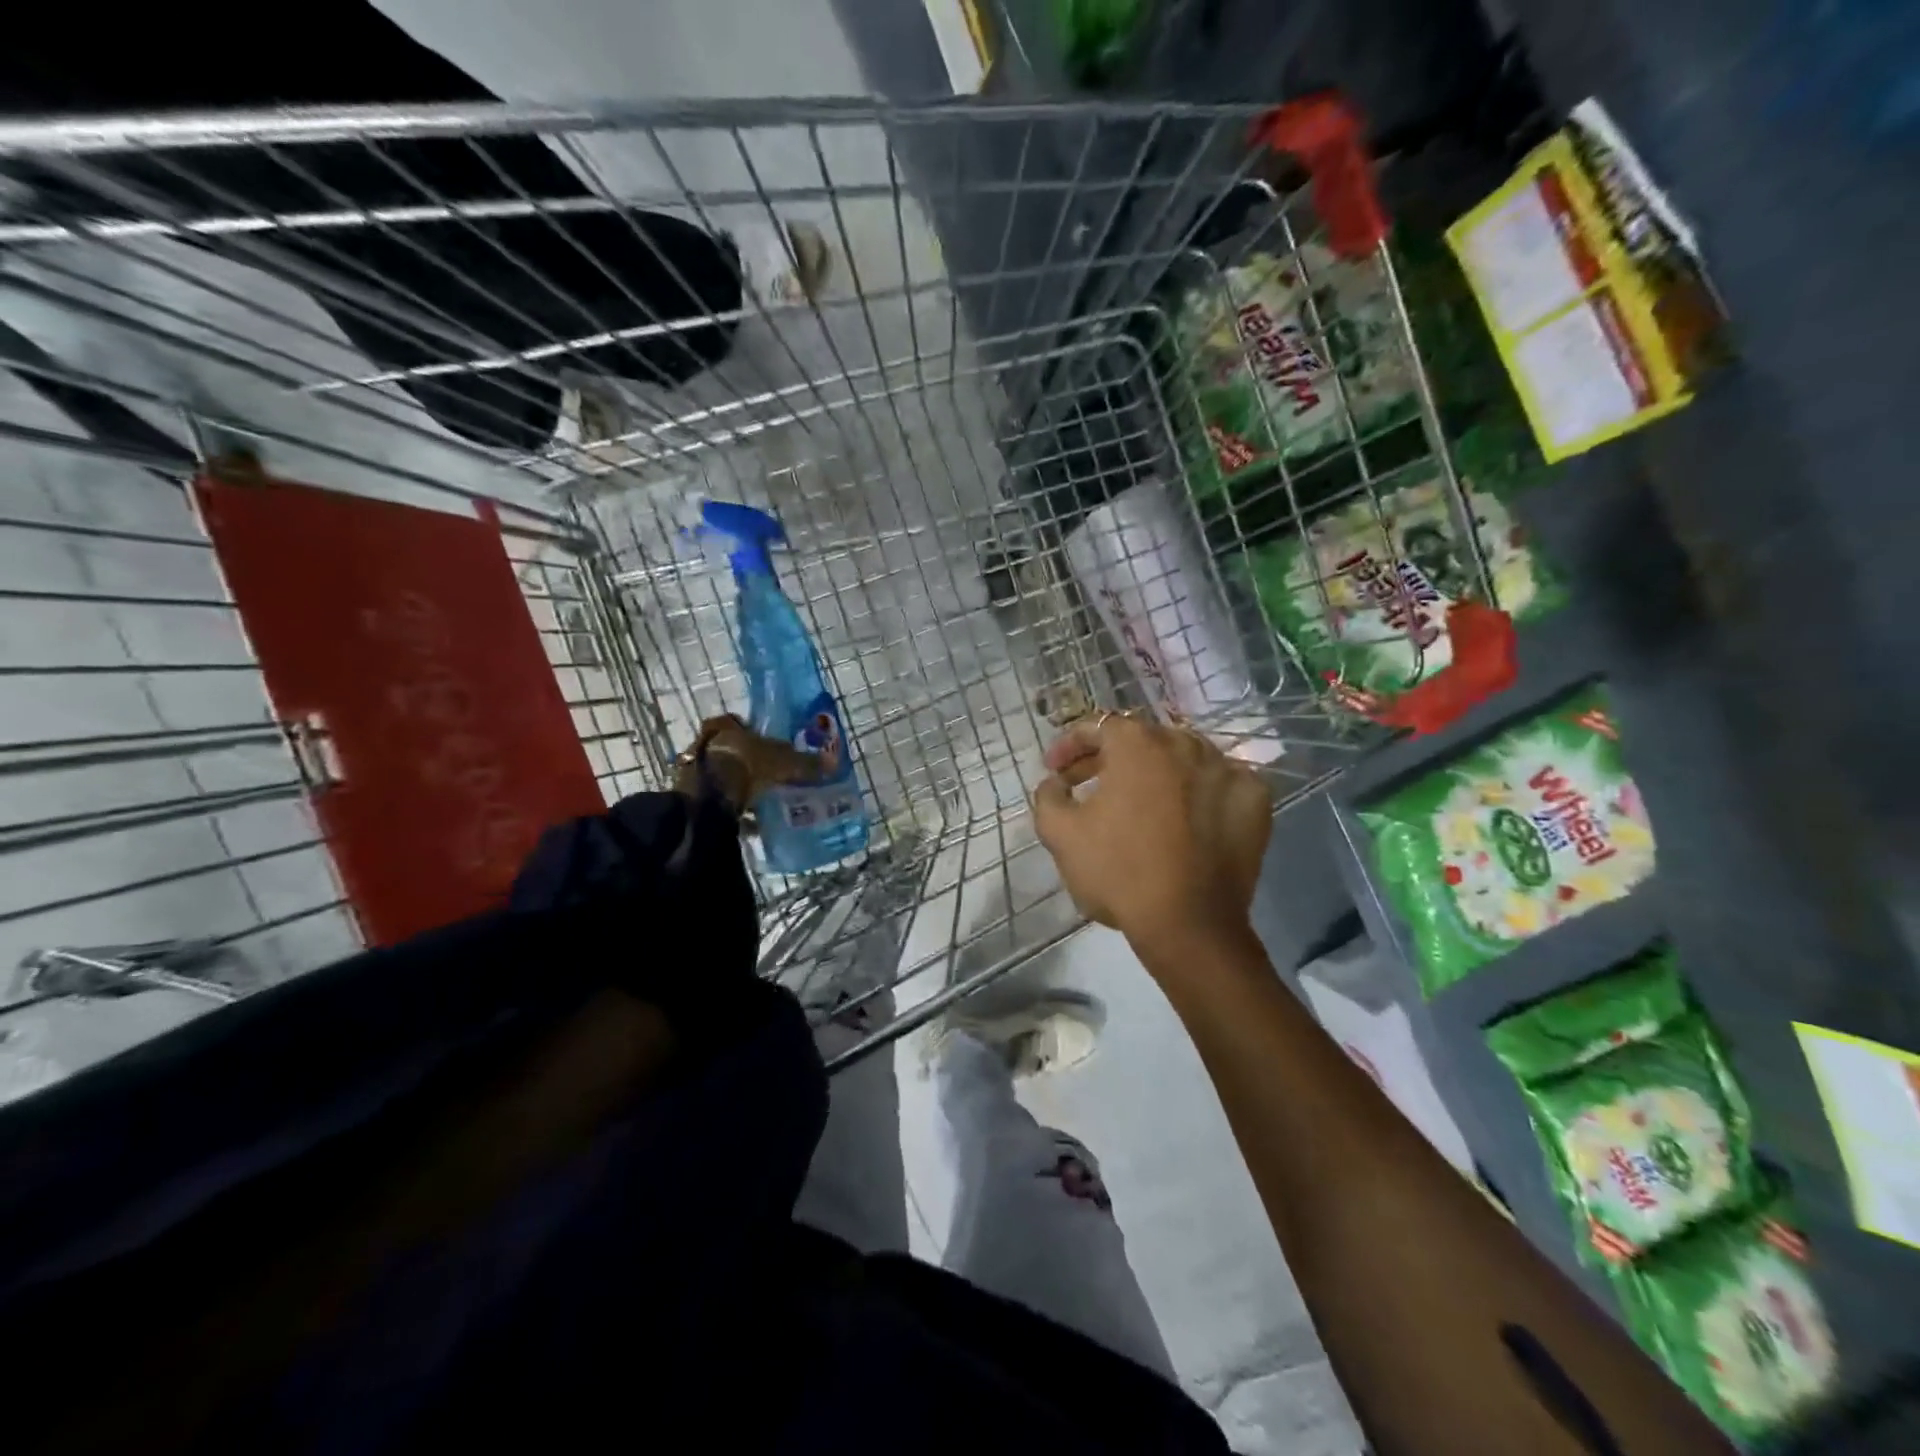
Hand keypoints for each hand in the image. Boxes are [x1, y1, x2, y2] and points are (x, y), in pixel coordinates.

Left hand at [673, 715, 820, 812]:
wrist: (709, 798)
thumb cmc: (745, 764)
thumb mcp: (783, 761)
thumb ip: (805, 763)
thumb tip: (832, 764)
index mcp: (722, 726)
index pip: (737, 722)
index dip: (754, 733)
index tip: (770, 745)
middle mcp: (705, 743)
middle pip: (731, 750)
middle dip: (750, 761)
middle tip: (771, 773)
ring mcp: (696, 771)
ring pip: (724, 775)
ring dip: (741, 785)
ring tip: (764, 797)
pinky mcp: (695, 797)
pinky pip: (720, 801)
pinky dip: (735, 808)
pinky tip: (752, 819)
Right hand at [1032, 713, 1271, 961]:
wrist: (1190, 925)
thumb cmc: (1119, 872)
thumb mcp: (1060, 834)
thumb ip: (1048, 796)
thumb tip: (1055, 782)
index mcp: (1137, 744)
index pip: (1097, 727)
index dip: (1069, 746)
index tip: (1055, 771)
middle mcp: (1184, 744)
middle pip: (1141, 741)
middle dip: (1109, 759)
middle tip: (1088, 786)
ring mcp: (1226, 769)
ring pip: (1183, 758)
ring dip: (1156, 772)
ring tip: (1139, 800)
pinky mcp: (1254, 799)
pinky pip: (1221, 782)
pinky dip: (1200, 791)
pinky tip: (1187, 814)